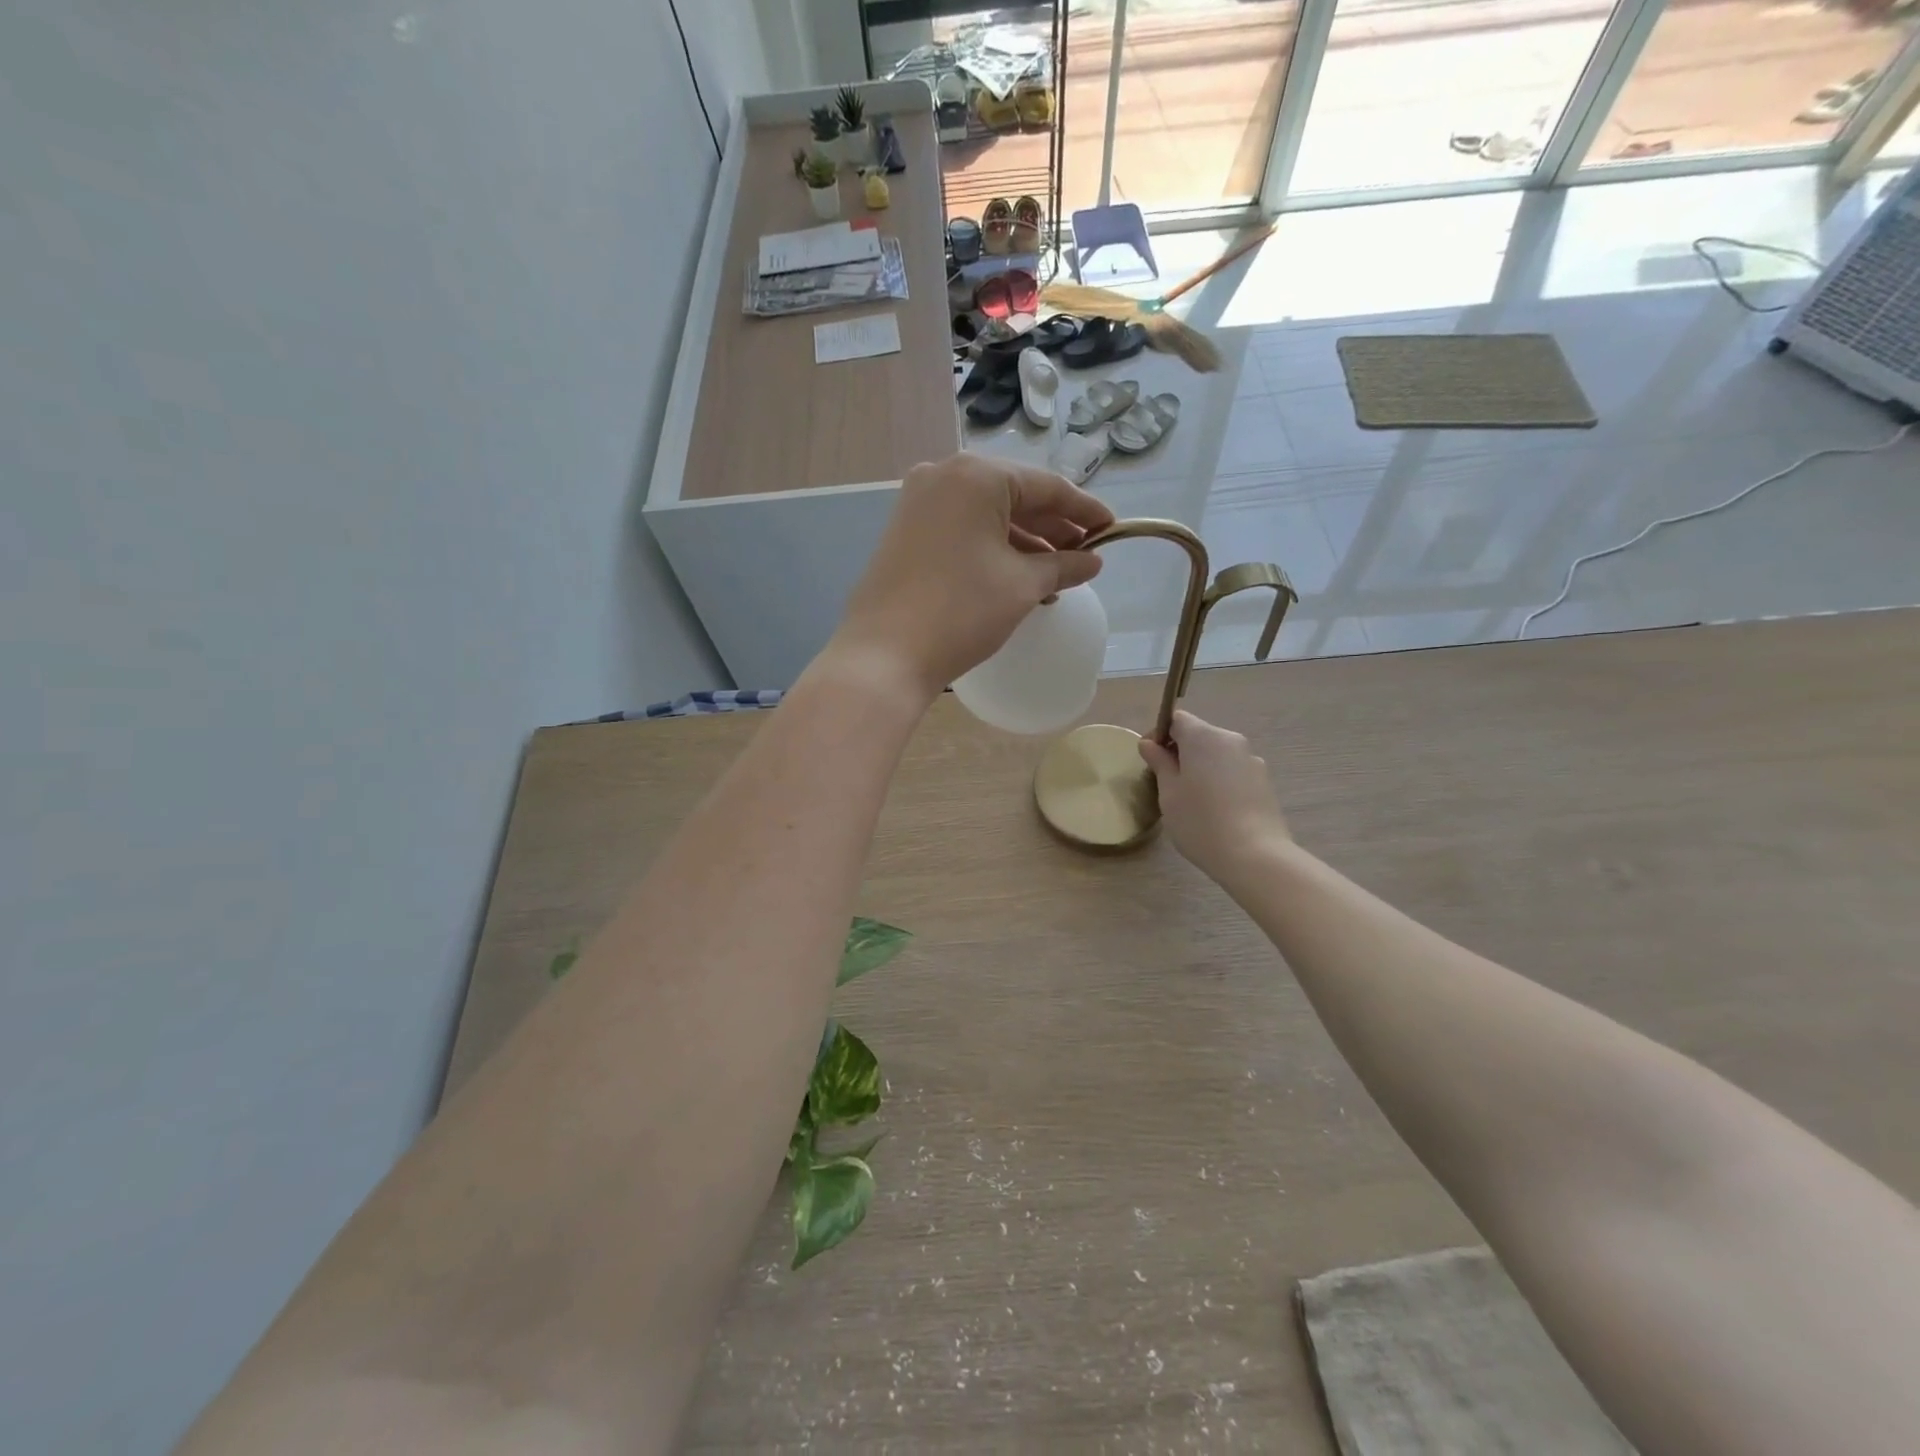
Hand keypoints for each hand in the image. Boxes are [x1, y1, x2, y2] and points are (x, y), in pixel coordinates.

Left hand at [831, 452, 1114, 699]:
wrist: (885, 655)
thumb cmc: (962, 611)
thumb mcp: (1022, 586)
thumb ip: (1063, 565)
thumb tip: (1092, 561)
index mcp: (976, 476)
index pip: (1046, 486)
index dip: (1084, 511)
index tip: (1112, 530)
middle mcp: (943, 475)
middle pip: (1014, 495)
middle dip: (1052, 527)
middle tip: (1085, 555)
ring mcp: (918, 502)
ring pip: (987, 514)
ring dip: (1024, 541)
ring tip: (1056, 575)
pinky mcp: (905, 530)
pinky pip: (962, 529)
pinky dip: (992, 548)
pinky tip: (1017, 577)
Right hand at [1138, 711, 1290, 878]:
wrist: (1255, 855)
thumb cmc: (1200, 821)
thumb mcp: (1169, 792)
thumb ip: (1160, 763)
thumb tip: (1149, 743)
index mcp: (1204, 737)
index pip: (1177, 719)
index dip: (1159, 734)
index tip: (1150, 759)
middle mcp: (1231, 740)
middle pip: (1199, 735)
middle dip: (1180, 752)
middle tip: (1165, 782)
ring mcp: (1251, 760)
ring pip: (1217, 754)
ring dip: (1201, 767)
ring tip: (1192, 799)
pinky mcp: (1264, 781)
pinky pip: (1233, 771)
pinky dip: (1219, 780)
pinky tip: (1215, 809)